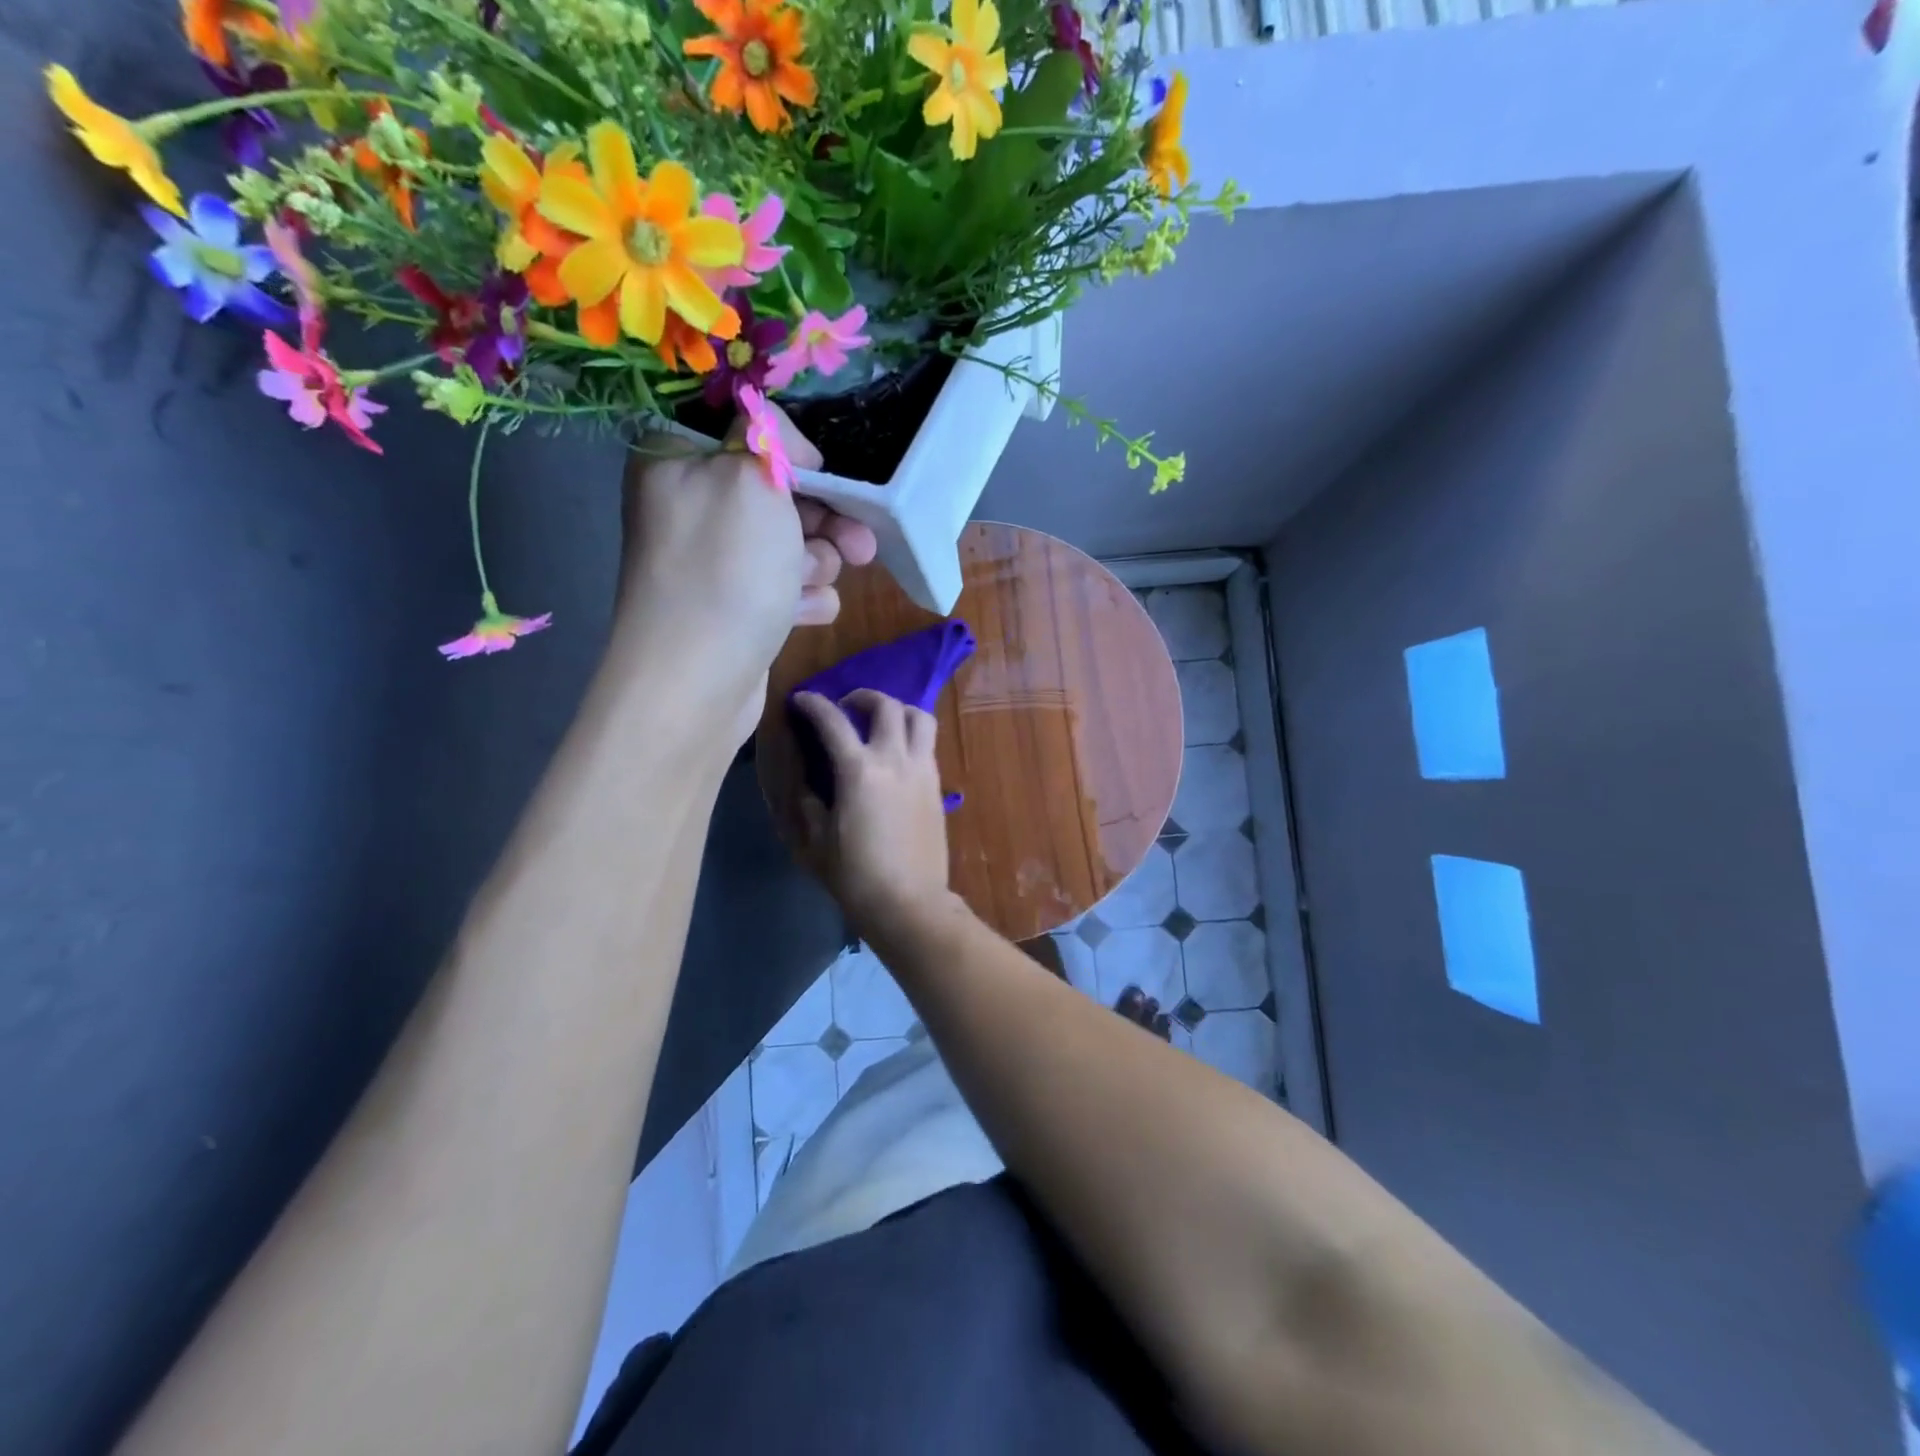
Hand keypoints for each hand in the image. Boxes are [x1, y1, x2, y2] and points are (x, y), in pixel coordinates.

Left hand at [613, 405, 876, 742]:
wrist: (696, 682)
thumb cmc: (724, 571)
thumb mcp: (750, 479)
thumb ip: (772, 439)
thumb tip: (791, 450)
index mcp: (678, 463)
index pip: (744, 434)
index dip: (790, 453)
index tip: (820, 474)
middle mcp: (693, 510)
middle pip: (778, 496)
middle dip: (823, 519)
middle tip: (859, 544)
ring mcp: (715, 564)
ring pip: (792, 545)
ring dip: (815, 563)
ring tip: (809, 584)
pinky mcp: (737, 608)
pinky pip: (787, 588)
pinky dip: (803, 599)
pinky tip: (802, 615)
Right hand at [783, 689, 955, 940]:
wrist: (909, 902)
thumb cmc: (856, 877)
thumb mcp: (816, 844)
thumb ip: (810, 806)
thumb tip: (809, 786)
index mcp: (859, 771)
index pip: (833, 721)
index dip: (814, 704)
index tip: (802, 700)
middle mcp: (894, 760)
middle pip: (886, 706)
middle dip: (862, 697)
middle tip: (847, 707)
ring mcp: (922, 771)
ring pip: (919, 718)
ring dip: (898, 710)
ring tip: (881, 722)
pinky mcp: (937, 786)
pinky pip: (928, 745)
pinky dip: (912, 736)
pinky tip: (897, 755)